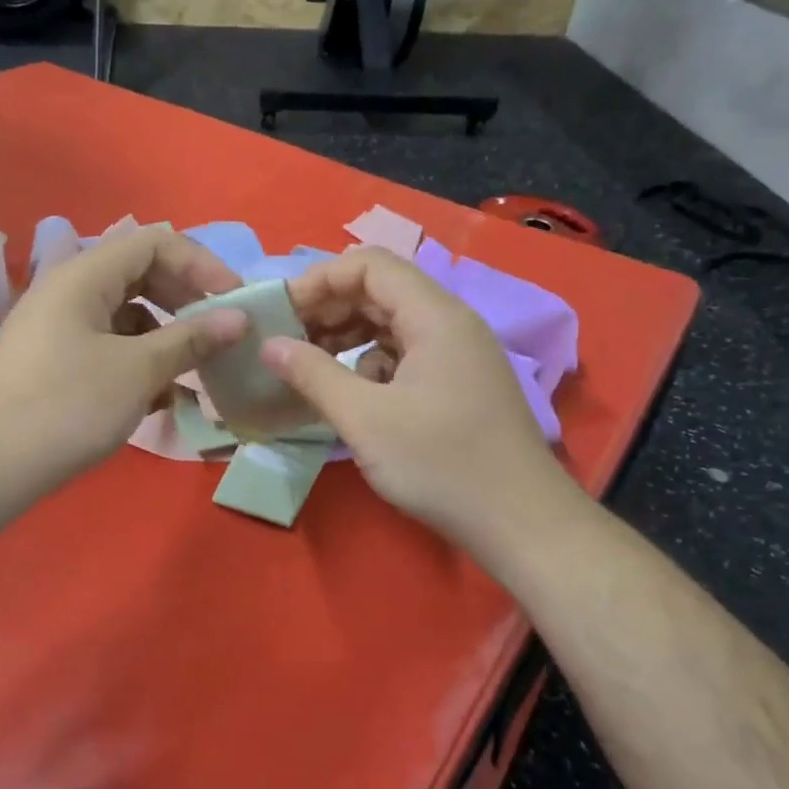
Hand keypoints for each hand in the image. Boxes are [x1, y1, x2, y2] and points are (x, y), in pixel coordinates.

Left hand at [0, 226, 247, 503]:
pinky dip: (138, 362)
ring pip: (126, 316)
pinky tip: (159, 398)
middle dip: (186, 301)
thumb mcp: (138, 370)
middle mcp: (67, 290)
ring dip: (165, 338)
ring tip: (195, 374)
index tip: (235, 301)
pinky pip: (107, 346)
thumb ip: (191, 339)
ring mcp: (57, 328)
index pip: (154, 243)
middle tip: (219, 334)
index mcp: (83, 275)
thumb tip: (239, 318)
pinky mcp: (52, 362)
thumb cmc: (66, 407)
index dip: (201, 264)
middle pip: (140, 275)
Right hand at [262, 248, 579, 547]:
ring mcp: (456, 355)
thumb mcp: (365, 419)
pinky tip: (351, 396)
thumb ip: (312, 374)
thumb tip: (268, 345)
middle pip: (379, 291)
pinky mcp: (456, 384)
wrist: (520, 523)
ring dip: (346, 337)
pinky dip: (369, 364)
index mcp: (434, 316)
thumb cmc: (441, 464)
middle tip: (285, 340)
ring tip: (307, 366)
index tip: (281, 312)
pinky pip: (404, 355)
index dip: (320, 279)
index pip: (369, 265)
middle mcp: (449, 323)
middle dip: (328, 309)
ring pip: (390, 324)